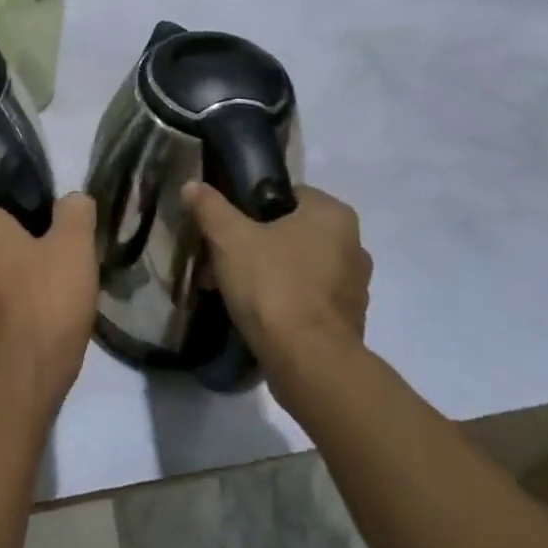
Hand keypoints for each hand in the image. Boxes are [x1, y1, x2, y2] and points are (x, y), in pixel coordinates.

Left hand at [0, 194, 98, 415]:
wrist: (24, 377)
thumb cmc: (46, 300)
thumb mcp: (75, 245)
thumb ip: (75, 211)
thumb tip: (73, 198)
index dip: (24, 204)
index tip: (52, 218)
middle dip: (24, 239)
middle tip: (60, 248)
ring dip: (20, 271)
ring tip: (56, 281)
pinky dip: (14, 299)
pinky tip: (42, 309)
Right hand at [183, 183, 371, 382]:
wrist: (308, 362)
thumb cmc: (272, 285)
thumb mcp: (229, 239)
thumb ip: (210, 207)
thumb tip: (192, 185)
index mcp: (333, 215)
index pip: (290, 195)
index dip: (254, 206)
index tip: (228, 225)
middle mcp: (354, 245)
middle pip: (293, 232)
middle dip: (258, 243)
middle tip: (224, 258)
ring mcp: (355, 287)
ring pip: (300, 267)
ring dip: (270, 273)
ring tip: (233, 289)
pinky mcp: (349, 322)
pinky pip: (309, 299)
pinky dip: (285, 301)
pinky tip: (256, 314)